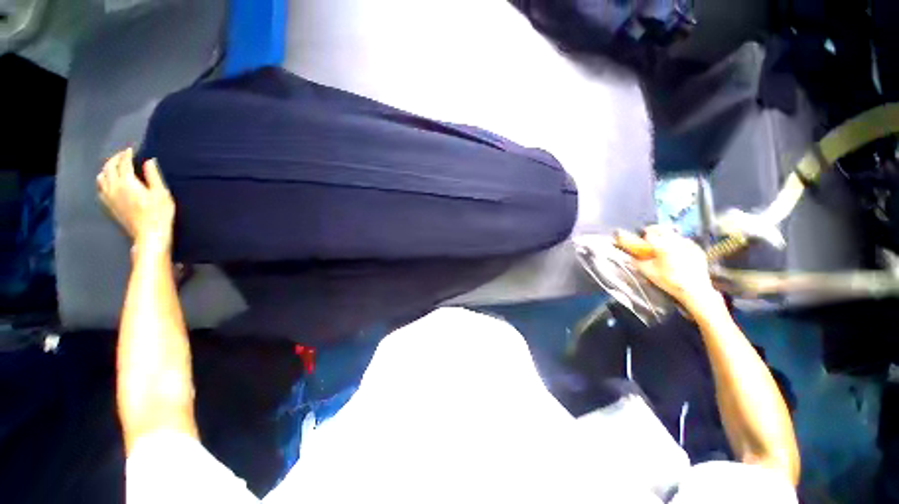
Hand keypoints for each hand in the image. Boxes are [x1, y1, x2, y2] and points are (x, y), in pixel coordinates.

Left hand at [97, 148, 174, 247]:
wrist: (149, 234)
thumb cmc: (159, 213)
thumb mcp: (161, 193)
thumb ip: (153, 176)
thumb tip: (149, 161)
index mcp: (127, 182)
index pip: (123, 163)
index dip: (126, 154)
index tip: (130, 149)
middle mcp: (113, 187)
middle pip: (109, 168)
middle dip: (115, 159)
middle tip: (123, 155)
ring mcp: (108, 197)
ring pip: (101, 177)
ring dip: (106, 169)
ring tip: (114, 167)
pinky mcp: (108, 205)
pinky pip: (100, 189)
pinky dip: (103, 181)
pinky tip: (108, 183)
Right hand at [615, 226, 718, 308]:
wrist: (695, 290)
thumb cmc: (669, 280)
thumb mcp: (648, 272)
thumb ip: (637, 262)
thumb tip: (631, 258)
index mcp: (662, 245)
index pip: (650, 232)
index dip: (645, 235)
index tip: (642, 240)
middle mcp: (675, 240)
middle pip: (663, 229)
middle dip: (656, 233)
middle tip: (652, 241)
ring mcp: (689, 243)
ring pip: (674, 234)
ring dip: (667, 238)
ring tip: (665, 248)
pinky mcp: (697, 249)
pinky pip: (685, 242)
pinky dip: (679, 244)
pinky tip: (677, 254)